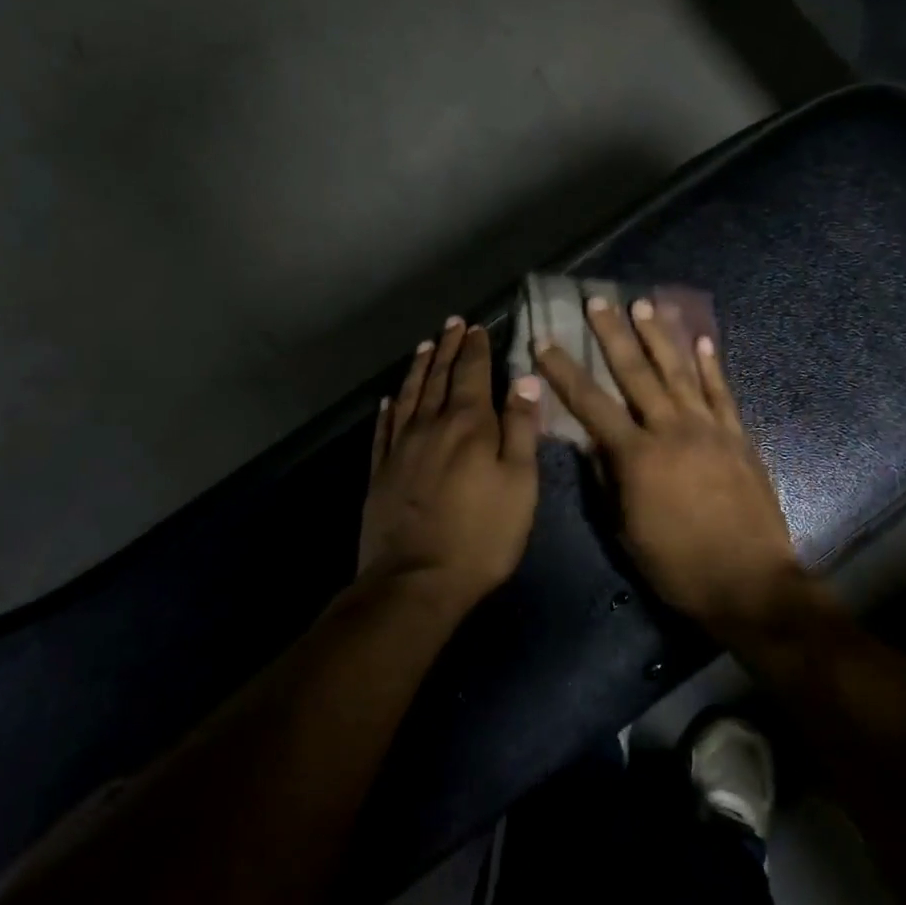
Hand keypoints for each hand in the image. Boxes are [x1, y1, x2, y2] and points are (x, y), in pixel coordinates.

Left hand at [358, 318, 542, 606]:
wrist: (416, 579)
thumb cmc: (482, 535)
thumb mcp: (519, 484)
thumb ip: (521, 429)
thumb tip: (524, 380)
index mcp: (469, 425)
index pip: (472, 374)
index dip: (475, 348)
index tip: (475, 326)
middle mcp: (431, 425)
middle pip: (439, 377)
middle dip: (448, 348)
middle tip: (451, 324)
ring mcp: (400, 448)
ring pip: (409, 395)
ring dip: (419, 369)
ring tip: (425, 346)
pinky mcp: (381, 472)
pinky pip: (383, 429)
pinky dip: (388, 409)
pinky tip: (389, 399)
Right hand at [534, 297, 802, 627]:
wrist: (749, 582)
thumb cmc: (677, 565)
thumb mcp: (625, 530)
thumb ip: (608, 480)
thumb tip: (590, 443)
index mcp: (636, 456)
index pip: (591, 404)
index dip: (565, 371)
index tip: (546, 342)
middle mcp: (671, 430)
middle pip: (636, 373)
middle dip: (613, 335)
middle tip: (598, 301)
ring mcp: (709, 429)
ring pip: (680, 372)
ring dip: (659, 337)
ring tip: (644, 305)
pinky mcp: (738, 437)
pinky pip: (722, 392)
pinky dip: (711, 365)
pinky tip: (702, 340)